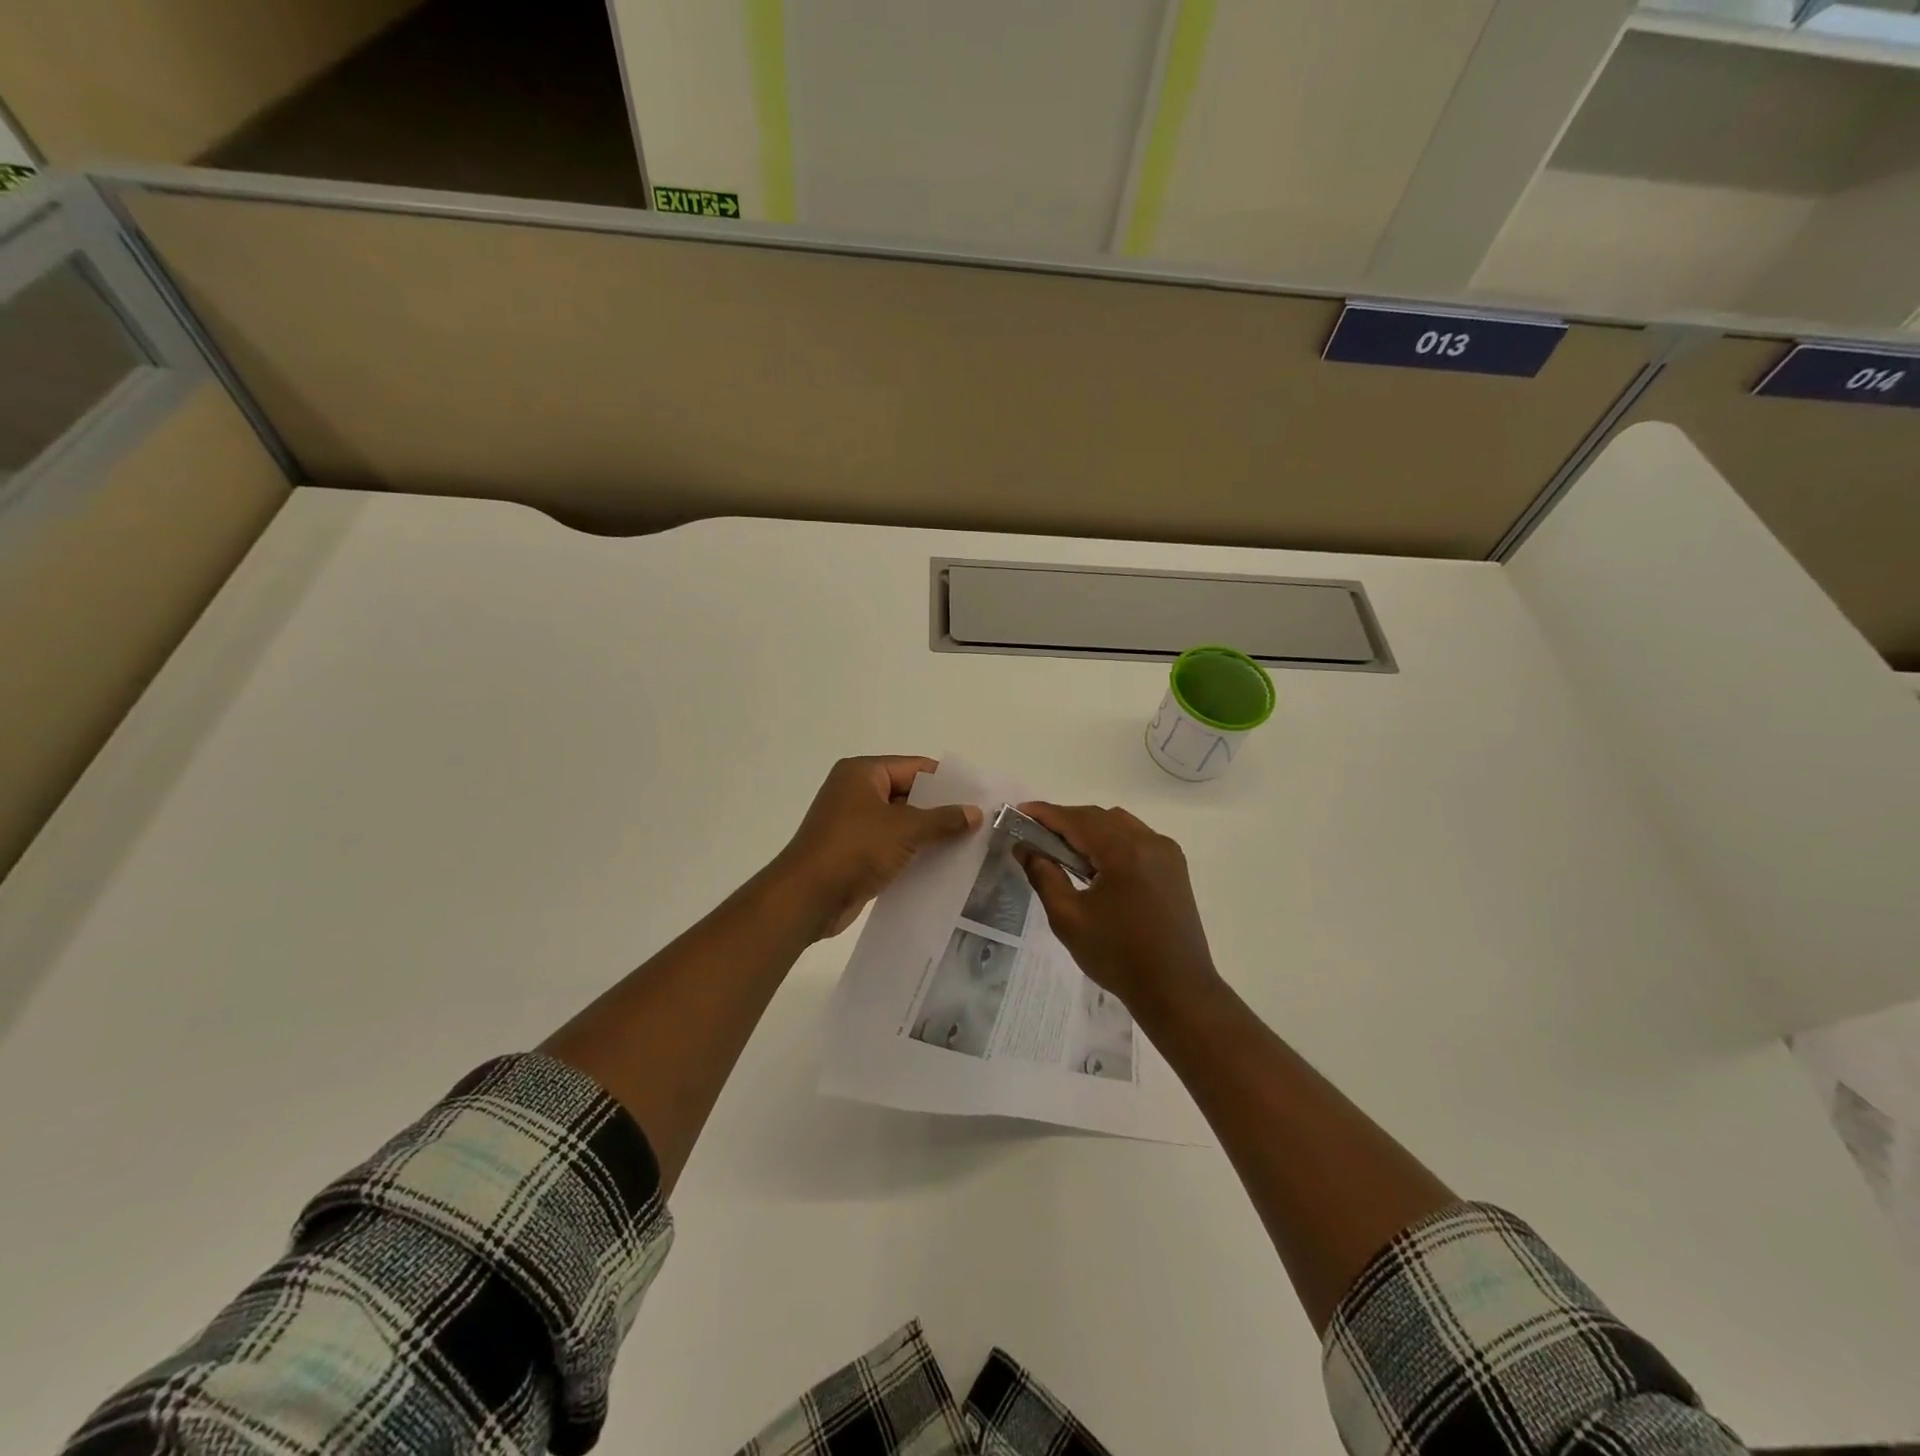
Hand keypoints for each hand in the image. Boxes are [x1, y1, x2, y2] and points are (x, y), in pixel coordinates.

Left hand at [771, 757, 980, 938]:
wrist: (808, 897)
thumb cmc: (855, 848)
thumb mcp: (905, 829)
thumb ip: (942, 820)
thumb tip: (975, 813)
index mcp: (862, 773)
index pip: (914, 767)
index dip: (946, 781)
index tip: (978, 796)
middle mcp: (855, 792)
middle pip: (908, 794)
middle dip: (940, 810)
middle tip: (978, 822)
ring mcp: (852, 824)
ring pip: (900, 823)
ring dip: (928, 835)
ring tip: (968, 845)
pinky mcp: (853, 853)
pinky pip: (891, 847)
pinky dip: (912, 854)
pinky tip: (941, 866)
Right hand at [1016, 803, 1222, 1020]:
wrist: (1176, 990)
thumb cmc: (1118, 956)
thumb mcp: (1068, 918)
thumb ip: (1044, 876)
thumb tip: (1025, 847)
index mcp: (1124, 852)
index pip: (1076, 820)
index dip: (1045, 813)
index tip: (1018, 812)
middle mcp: (1149, 842)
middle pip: (1098, 817)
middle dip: (1065, 821)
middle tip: (1034, 833)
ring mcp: (1166, 853)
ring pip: (1119, 824)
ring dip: (1089, 828)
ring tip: (1063, 849)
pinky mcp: (1174, 867)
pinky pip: (1137, 838)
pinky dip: (1111, 840)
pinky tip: (1096, 863)